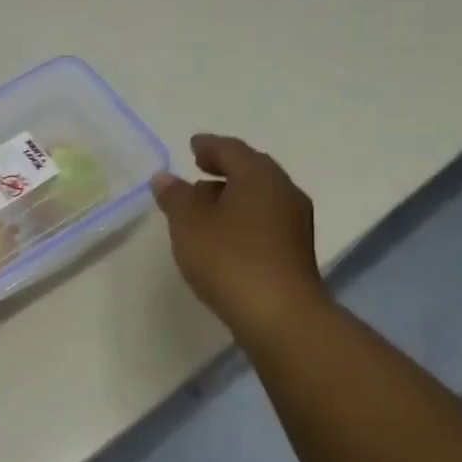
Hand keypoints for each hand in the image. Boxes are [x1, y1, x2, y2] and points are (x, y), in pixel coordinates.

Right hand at [152, 134, 330, 343]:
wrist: (280, 316)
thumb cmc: (230, 260)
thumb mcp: (189, 224)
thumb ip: (175, 197)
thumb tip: (165, 178)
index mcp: (259, 176)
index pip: (231, 150)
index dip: (209, 146)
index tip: (192, 146)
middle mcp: (283, 192)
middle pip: (251, 171)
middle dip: (224, 169)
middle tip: (199, 170)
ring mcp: (294, 223)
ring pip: (259, 197)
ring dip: (232, 196)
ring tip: (204, 207)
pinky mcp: (295, 251)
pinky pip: (264, 221)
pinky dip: (242, 218)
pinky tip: (224, 236)